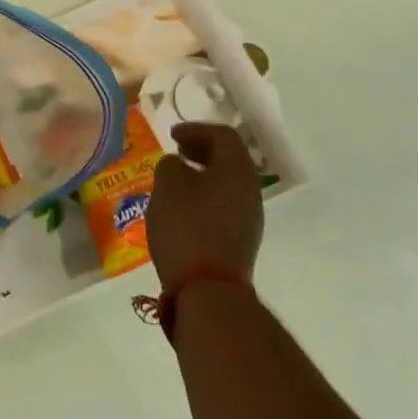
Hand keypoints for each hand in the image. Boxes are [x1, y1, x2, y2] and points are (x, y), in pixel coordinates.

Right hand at [148, 123, 262, 292]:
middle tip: (177, 152)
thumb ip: (171, 164)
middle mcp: (250, 190)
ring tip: (177, 179)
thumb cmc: (187, 225)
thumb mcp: (168, 184)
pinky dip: (205, 196)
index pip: (223, 135)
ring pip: (228, 184)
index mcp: (237, 169)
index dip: (196, 129)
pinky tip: (184, 207)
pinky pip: (225, 205)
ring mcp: (250, 219)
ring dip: (203, 175)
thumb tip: (178, 165)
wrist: (208, 289)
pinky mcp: (241, 241)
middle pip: (230, 159)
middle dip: (202, 150)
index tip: (172, 135)